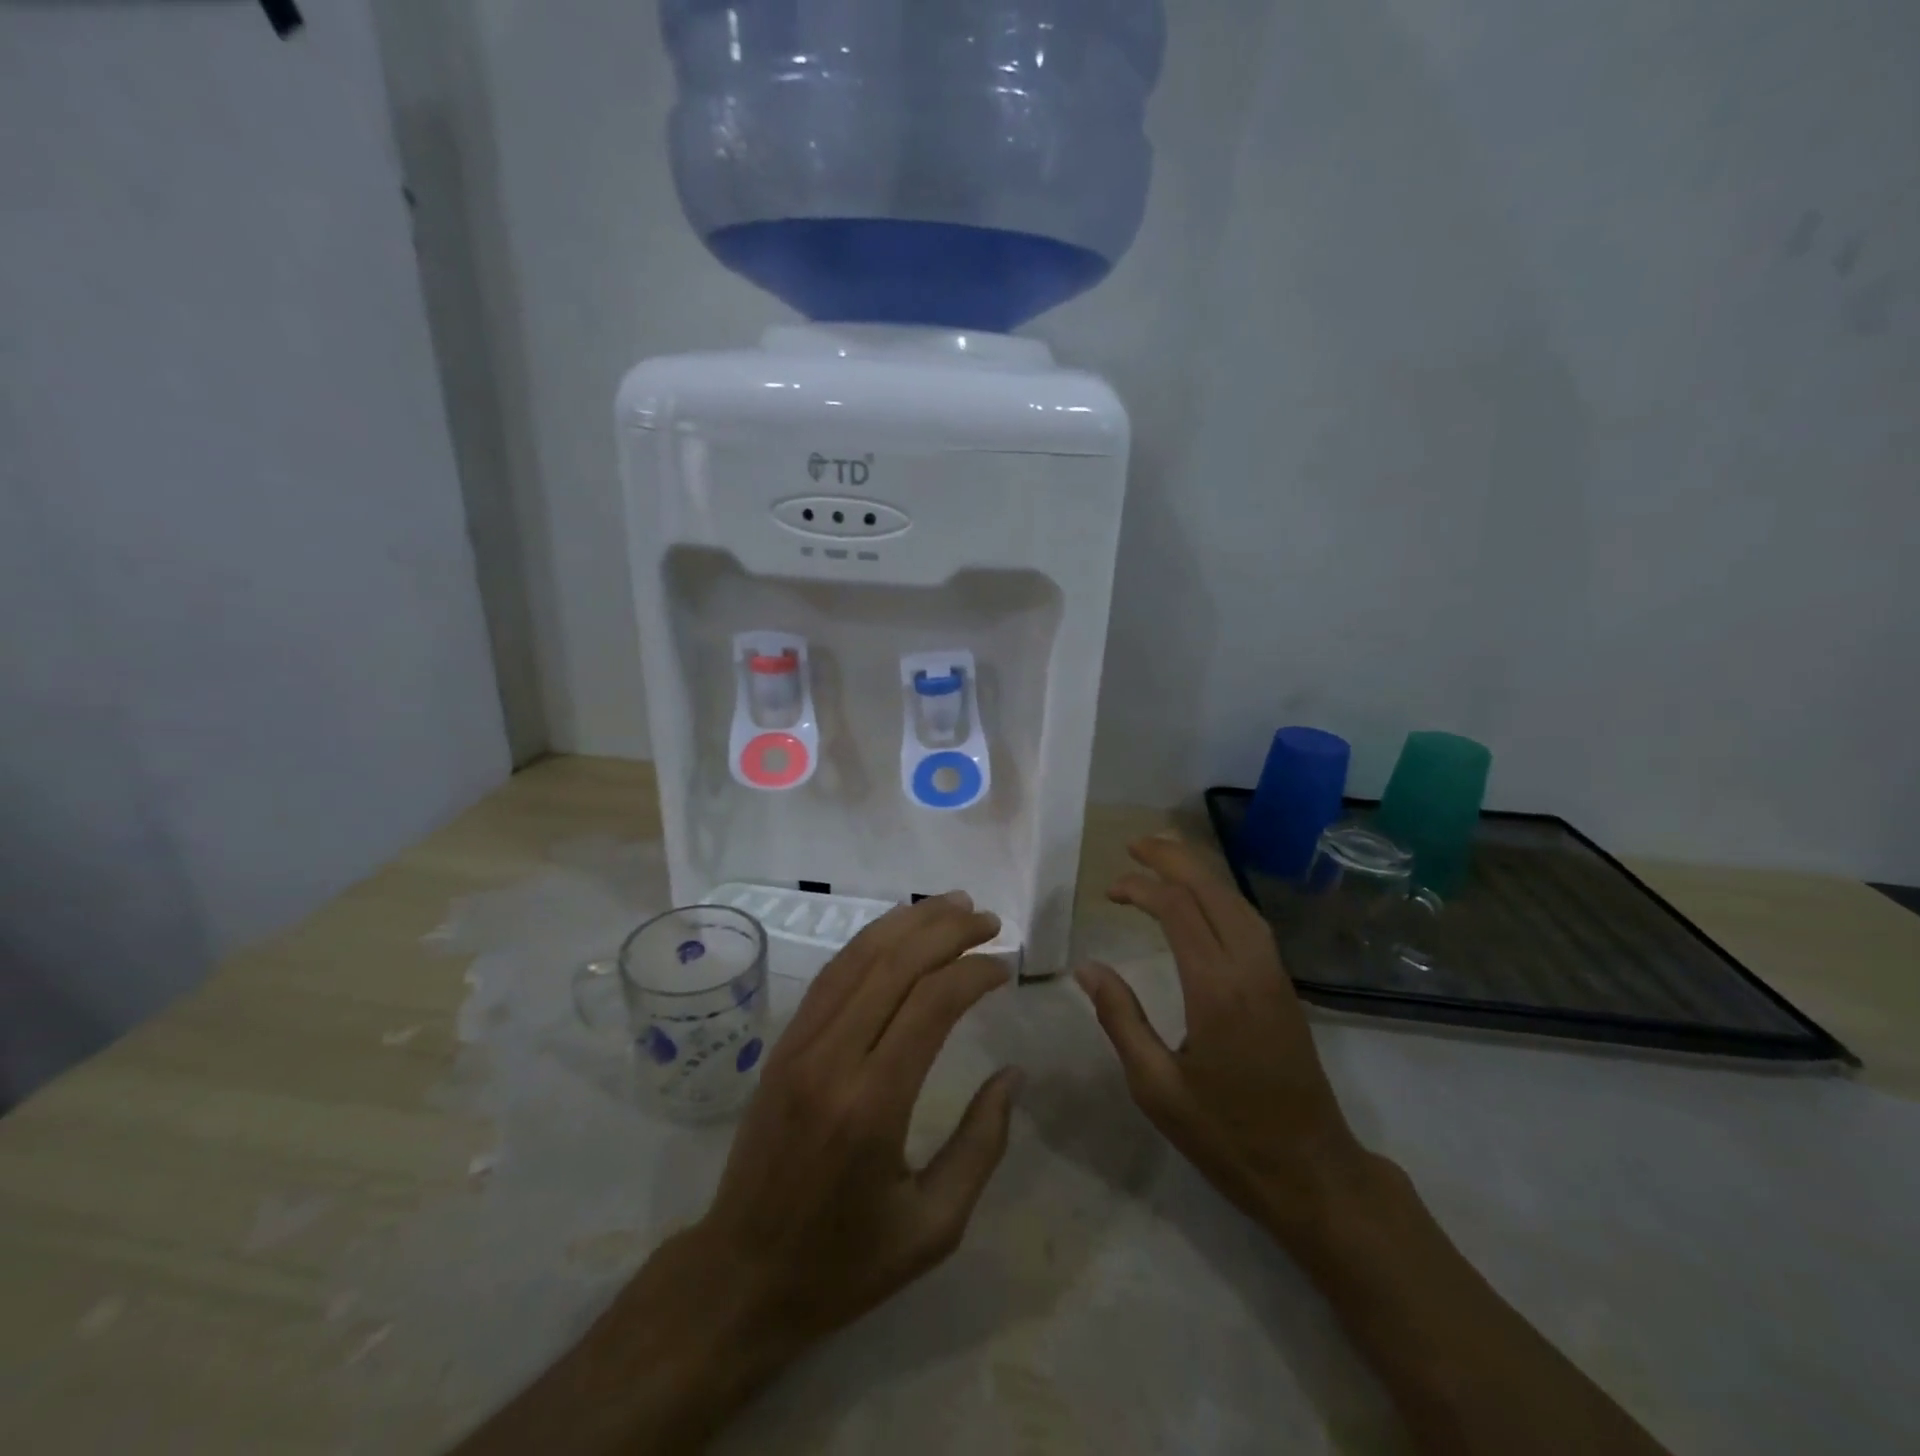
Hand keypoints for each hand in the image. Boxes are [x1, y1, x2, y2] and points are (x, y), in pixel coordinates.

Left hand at [609, 892, 1018, 1370]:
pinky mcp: (784, 1043)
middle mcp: (833, 1058)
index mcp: (873, 1105)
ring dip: (909, 922)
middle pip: (895, 963)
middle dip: (947, 930)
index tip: (1005, 967)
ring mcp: (800, 1044)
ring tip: (953, 905)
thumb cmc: (846, 1262)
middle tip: (989, 920)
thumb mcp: (934, 1227)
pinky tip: (898, 931)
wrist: (742, 1275)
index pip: (931, 1003)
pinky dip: (871, 941)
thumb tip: (1013, 1075)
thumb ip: (981, 1145)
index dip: (974, 971)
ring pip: (859, 956)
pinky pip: (832, 974)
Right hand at [1076, 836, 1368, 1235]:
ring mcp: (1274, 974)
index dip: (1141, 888)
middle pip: (1213, 890)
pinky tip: (1202, 901)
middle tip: (1134, 846)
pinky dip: (1220, 895)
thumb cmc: (1227, 1136)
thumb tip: (1087, 968)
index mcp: (1216, 989)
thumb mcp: (1157, 1088)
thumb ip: (1120, 1019)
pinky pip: (1250, 920)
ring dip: (1200, 872)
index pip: (1178, 909)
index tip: (1109, 890)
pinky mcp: (1284, 986)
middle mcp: (1250, 968)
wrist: (1312, 1172)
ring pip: (1237, 900)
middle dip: (1173, 859)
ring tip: (1163, 859)